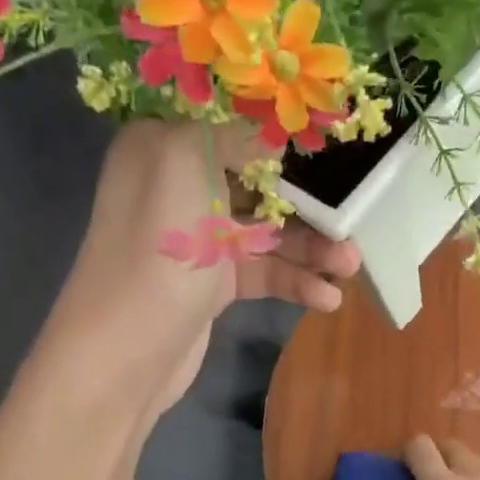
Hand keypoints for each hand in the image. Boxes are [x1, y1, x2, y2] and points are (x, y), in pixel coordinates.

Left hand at [48, 120, 359, 414]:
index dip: (285, 134)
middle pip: (260, 180)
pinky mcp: (213, 283)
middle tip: (354, 215)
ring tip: (352, 265)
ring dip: (312, 248)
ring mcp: (198, 238)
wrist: (125, 354)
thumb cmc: (158, 249)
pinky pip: (264, 272)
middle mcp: (180, 185)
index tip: (335, 142)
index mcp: (163, 145)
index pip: (234, 125)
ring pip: (268, 232)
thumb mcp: (187, 164)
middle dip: (309, 200)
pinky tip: (327, 299)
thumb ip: (236, 133)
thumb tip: (278, 132)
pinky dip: (296, 282)